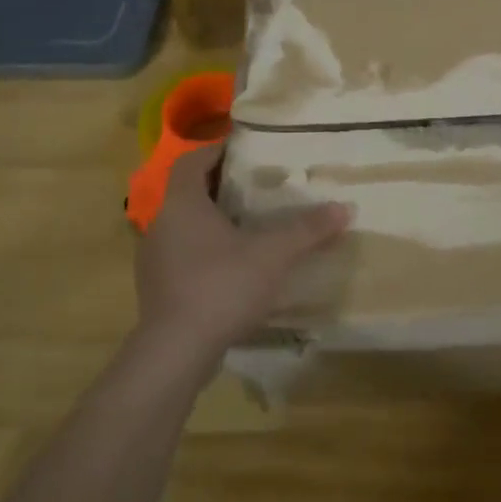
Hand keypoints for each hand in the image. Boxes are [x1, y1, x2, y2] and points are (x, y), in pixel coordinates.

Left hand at [135, 142, 350, 363]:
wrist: (176, 352)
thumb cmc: (221, 287)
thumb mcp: (272, 255)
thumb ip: (307, 230)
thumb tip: (345, 207)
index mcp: (182, 203)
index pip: (192, 160)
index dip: (216, 150)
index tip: (244, 150)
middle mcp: (161, 223)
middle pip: (188, 191)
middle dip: (219, 184)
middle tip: (255, 184)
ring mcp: (154, 257)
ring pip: (183, 224)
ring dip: (211, 219)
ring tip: (247, 223)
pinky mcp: (157, 287)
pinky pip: (181, 253)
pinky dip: (204, 248)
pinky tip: (231, 264)